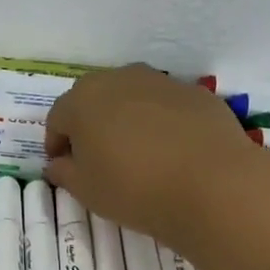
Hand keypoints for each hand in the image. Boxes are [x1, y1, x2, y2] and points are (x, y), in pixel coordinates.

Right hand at [45, 64, 269, 269]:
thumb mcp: (85, 190)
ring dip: (125, 119)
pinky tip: (170, 152)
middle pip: (93, 99)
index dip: (56, 144)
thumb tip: (58, 163)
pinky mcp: (196, 93)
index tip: (63, 167)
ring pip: (131, 97)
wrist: (213, 185)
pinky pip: (166, 106)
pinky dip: (160, 122)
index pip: (57, 119)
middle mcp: (118, 80)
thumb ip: (64, 172)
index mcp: (82, 100)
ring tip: (135, 153)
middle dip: (89, 125)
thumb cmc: (133, 187)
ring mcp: (160, 82)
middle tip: (96, 158)